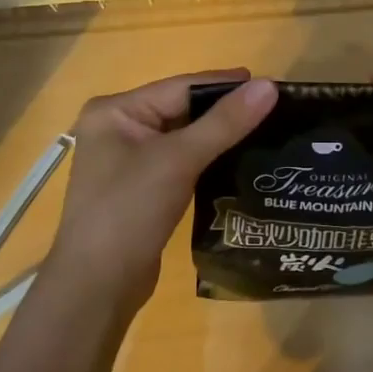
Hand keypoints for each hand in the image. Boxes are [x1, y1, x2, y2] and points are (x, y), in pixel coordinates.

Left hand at [43, 70, 277, 314]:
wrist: (97, 286)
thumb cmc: (129, 210)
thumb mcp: (178, 160)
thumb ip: (224, 122)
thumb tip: (269, 86)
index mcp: (115, 111)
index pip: (180, 87)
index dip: (226, 85)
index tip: (271, 85)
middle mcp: (118, 128)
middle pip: (182, 110)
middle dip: (225, 112)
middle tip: (275, 113)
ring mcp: (128, 161)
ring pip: (184, 138)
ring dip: (220, 138)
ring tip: (267, 135)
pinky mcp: (142, 189)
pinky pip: (181, 163)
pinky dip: (208, 161)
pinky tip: (240, 164)